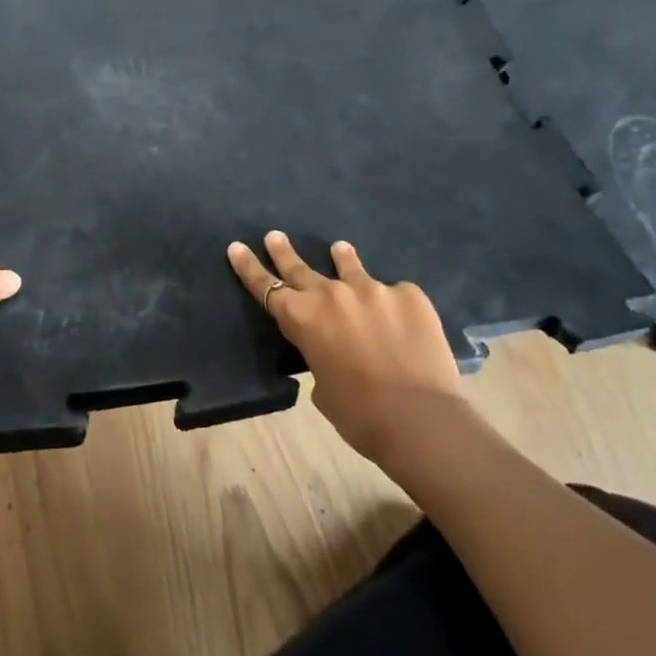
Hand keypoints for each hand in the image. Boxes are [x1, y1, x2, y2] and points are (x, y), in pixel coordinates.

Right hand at [228, 231, 463, 461]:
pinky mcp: (409, 295)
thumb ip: (322, 356)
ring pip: (350, 267)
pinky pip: (395, 293)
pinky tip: (402, 318)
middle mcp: (332, 294)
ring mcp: (372, 290)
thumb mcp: (324, 387)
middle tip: (275, 235)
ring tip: (339, 248)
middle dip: (284, 252)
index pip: (266, 287)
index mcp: (302, 319)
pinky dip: (392, 303)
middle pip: (300, 268)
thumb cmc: (360, 414)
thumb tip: (336, 349)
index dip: (249, 267)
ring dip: (342, 259)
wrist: (419, 419)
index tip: (237, 247)